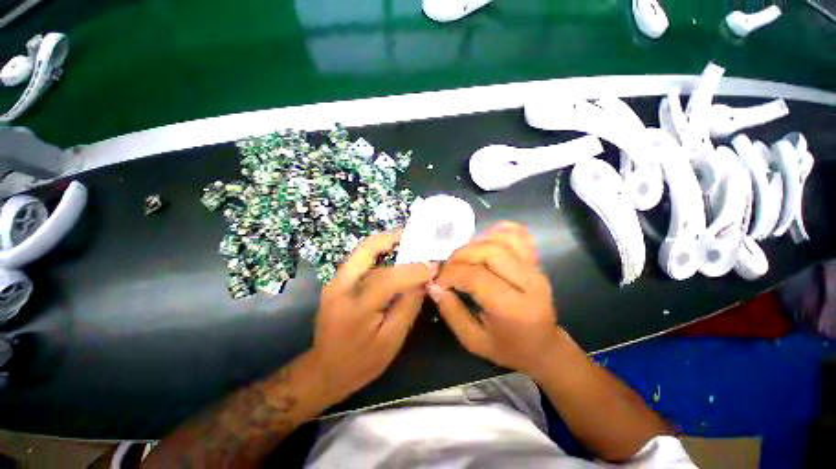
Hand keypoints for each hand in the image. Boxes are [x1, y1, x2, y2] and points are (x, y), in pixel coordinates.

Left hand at [311, 230, 435, 404]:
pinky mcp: (337, 282)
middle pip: (367, 250)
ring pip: (362, 251)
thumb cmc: (360, 362)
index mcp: (356, 307)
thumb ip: (409, 306)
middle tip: (414, 235)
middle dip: (392, 238)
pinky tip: (393, 254)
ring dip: (385, 242)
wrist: (324, 370)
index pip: (388, 279)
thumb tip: (424, 281)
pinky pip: (360, 259)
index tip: (434, 266)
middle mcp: (340, 286)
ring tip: (407, 240)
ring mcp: (335, 281)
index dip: (413, 270)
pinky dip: (378, 252)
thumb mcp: (392, 340)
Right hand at [429, 222, 560, 375]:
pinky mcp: (536, 261)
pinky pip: (518, 235)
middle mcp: (528, 282)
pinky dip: (497, 232)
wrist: (544, 346)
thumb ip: (452, 313)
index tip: (439, 282)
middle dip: (460, 256)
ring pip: (501, 239)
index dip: (451, 274)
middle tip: (448, 268)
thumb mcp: (474, 341)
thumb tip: (434, 286)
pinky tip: (484, 242)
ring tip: (463, 258)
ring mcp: (535, 268)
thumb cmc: (508, 348)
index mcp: (513, 308)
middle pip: (488, 251)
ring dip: (475, 243)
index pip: (475, 276)